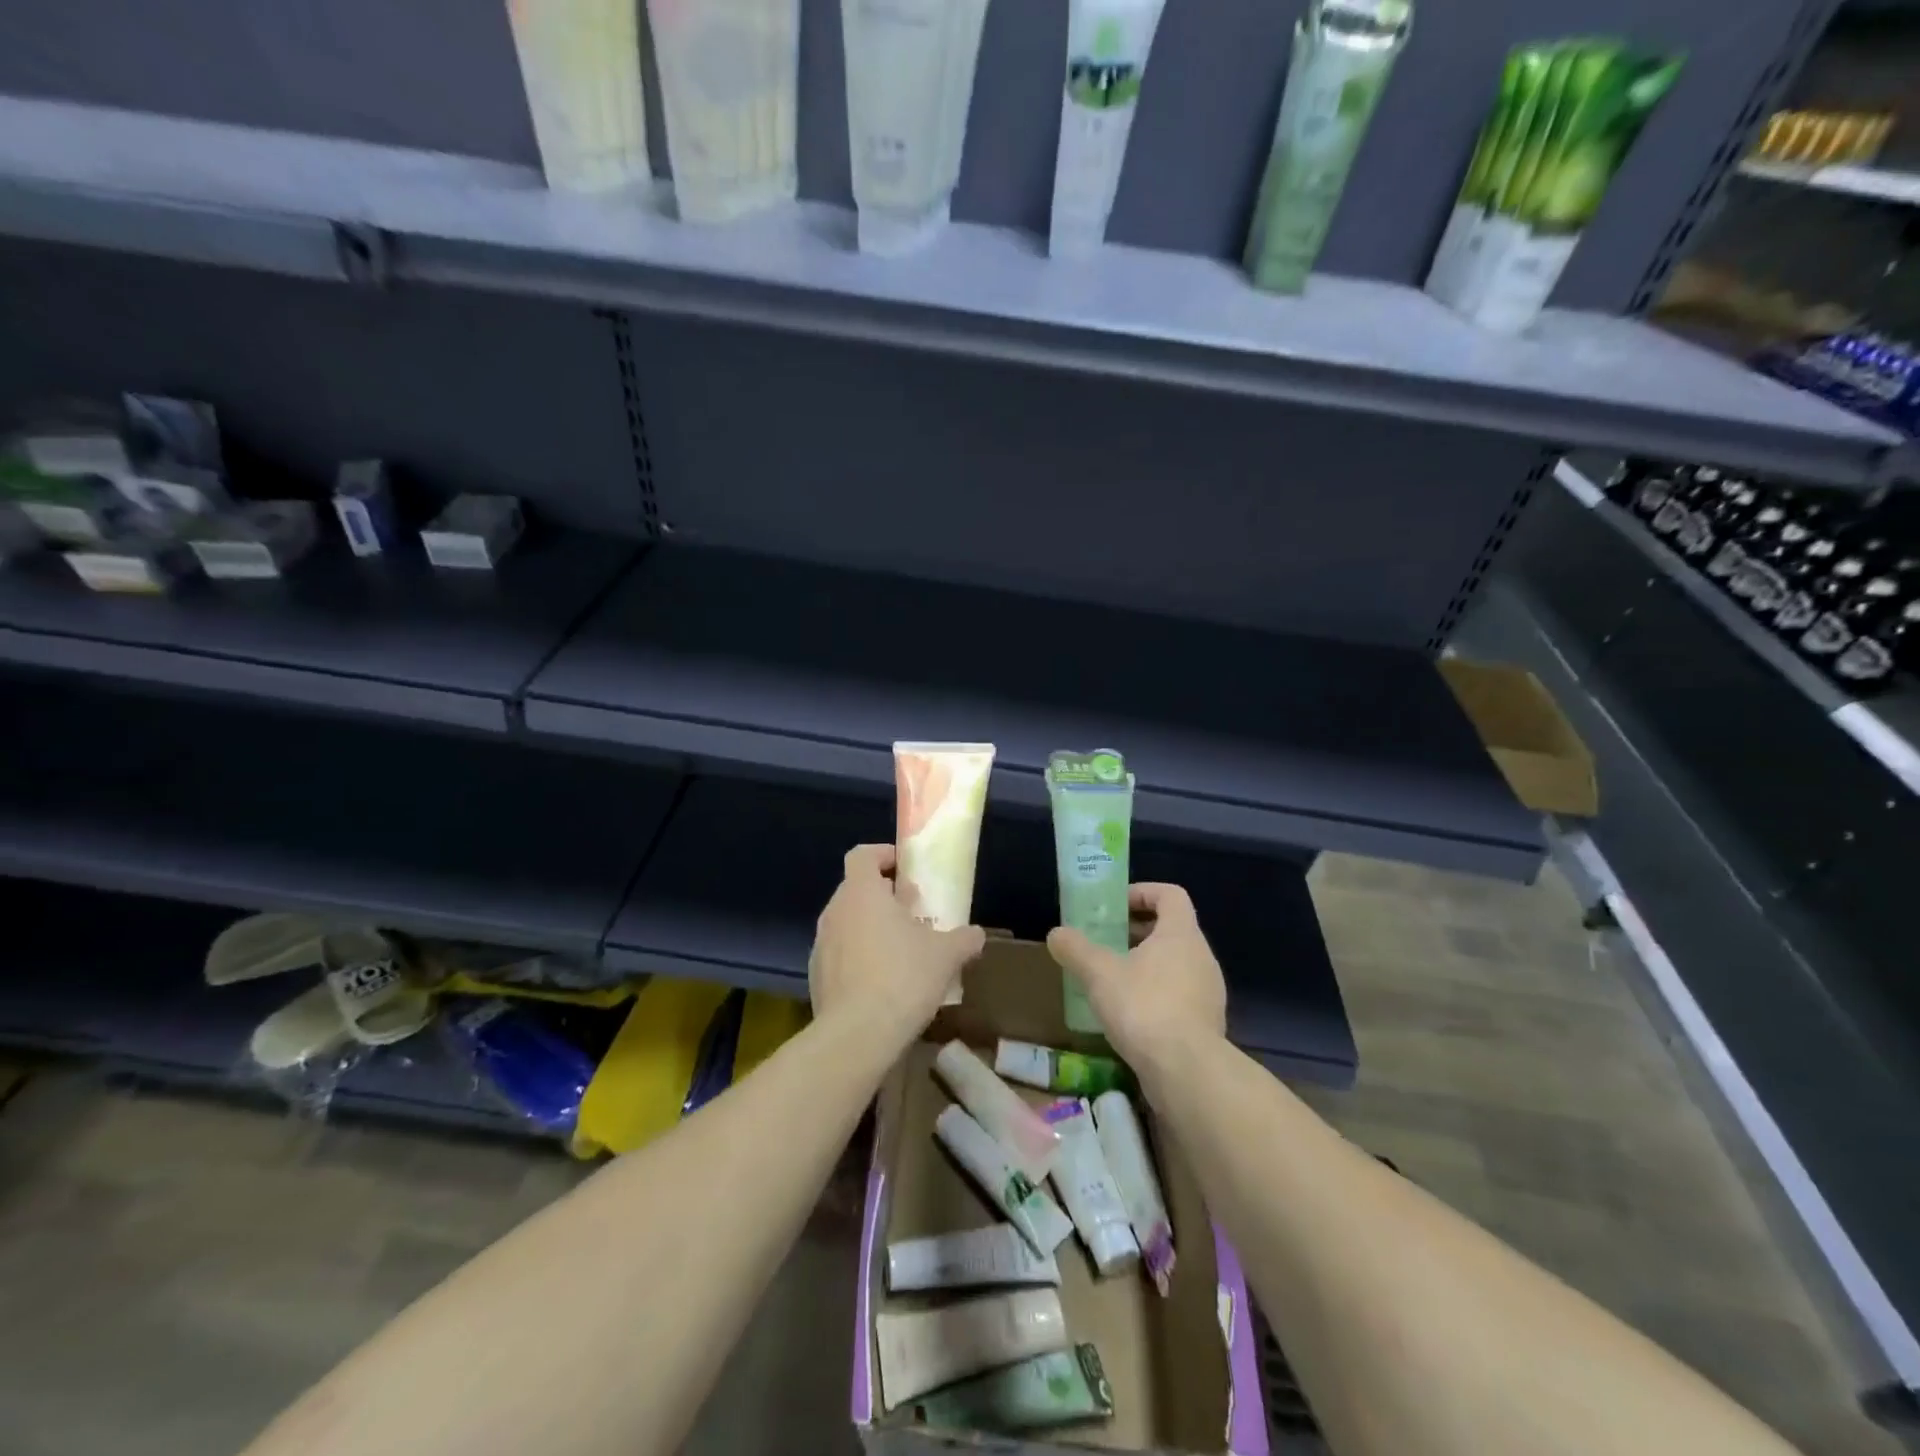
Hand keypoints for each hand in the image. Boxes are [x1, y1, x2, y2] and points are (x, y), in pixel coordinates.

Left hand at [810, 844, 985, 1044]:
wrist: (856, 1036)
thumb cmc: (902, 978)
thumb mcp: (946, 955)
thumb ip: (963, 939)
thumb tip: (976, 934)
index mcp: (861, 893)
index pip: (862, 855)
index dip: (883, 855)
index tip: (905, 868)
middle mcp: (835, 911)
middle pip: (856, 889)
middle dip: (883, 895)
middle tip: (912, 911)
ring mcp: (820, 944)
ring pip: (847, 923)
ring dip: (870, 928)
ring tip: (901, 949)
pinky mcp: (816, 976)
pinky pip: (840, 954)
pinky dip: (858, 957)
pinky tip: (882, 982)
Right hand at [1046, 883, 1226, 1066]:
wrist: (1186, 1071)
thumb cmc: (1143, 1006)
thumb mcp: (1099, 973)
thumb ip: (1076, 949)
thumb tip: (1056, 934)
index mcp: (1181, 934)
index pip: (1171, 895)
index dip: (1143, 892)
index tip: (1116, 904)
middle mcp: (1202, 957)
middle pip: (1172, 930)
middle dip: (1138, 931)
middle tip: (1106, 940)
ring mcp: (1208, 993)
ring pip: (1176, 964)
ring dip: (1146, 964)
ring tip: (1113, 979)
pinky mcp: (1206, 1024)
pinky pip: (1179, 995)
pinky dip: (1155, 994)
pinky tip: (1129, 1014)